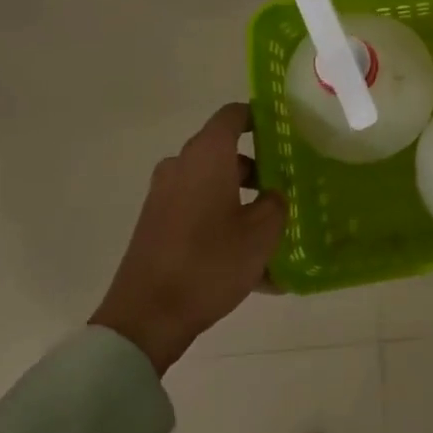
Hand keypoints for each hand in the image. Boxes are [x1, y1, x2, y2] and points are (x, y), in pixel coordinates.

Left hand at [90, 103, 285, 373]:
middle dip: (257, 168)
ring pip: (212, 185)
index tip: (283, 131)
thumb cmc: (210, 262)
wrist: (147, 317)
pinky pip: (198, 212)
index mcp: (207, 156)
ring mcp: (164, 196)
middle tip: (286, 187)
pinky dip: (222, 224)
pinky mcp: (156, 225)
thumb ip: (276, 203)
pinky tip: (249, 264)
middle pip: (224, 153)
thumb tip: (273, 194)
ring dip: (241, 200)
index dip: (259, 117)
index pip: (233, 115)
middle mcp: (181, 166)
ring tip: (271, 233)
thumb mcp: (262, 233)